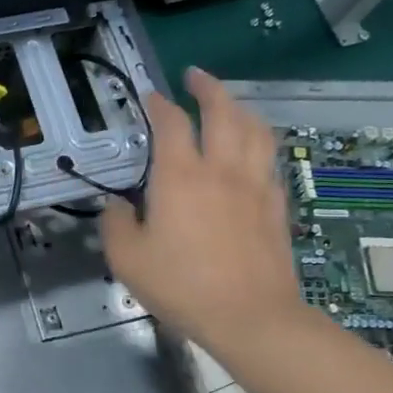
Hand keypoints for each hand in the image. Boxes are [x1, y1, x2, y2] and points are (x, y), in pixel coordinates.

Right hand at [101, 66, 301, 358]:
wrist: (250, 316)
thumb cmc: (181, 285)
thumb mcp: (127, 258)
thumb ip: (116, 224)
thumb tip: (117, 205)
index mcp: (180, 176)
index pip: (171, 123)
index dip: (159, 103)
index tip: (150, 95)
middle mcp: (222, 169)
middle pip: (223, 111)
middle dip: (208, 88)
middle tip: (195, 77)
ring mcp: (255, 186)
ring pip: (255, 130)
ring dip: (240, 108)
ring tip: (229, 105)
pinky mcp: (277, 206)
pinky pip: (270, 161)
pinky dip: (258, 144)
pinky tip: (252, 154)